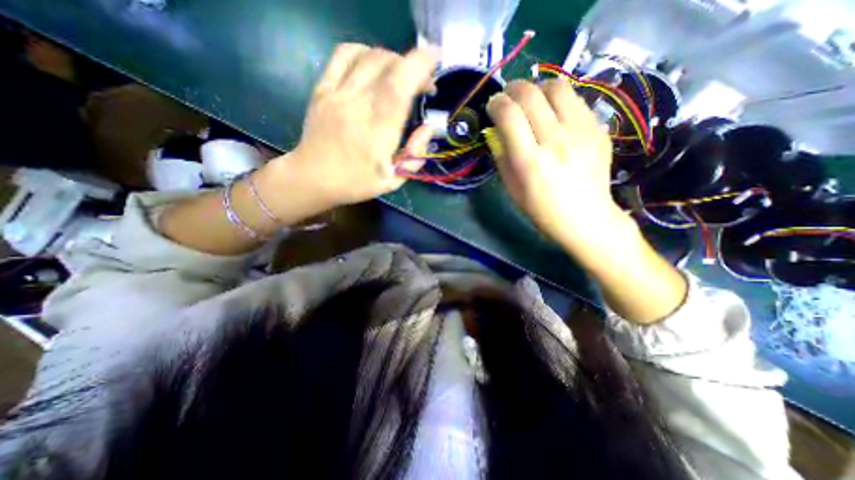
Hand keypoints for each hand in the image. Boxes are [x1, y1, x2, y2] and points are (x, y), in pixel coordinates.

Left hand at [284, 42, 437, 203]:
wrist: (312, 178)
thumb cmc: (356, 183)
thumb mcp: (393, 180)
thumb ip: (415, 155)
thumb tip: (429, 128)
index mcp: (379, 130)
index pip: (401, 84)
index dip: (421, 64)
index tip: (437, 59)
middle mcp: (359, 104)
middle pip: (388, 63)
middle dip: (413, 65)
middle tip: (422, 84)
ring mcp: (338, 93)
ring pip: (369, 55)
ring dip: (392, 59)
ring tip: (400, 76)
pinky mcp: (322, 88)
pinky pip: (343, 55)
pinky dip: (364, 52)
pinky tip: (372, 65)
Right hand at [488, 76, 625, 251]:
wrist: (586, 217)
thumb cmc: (541, 209)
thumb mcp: (511, 188)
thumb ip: (501, 155)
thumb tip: (497, 128)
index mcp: (529, 161)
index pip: (509, 114)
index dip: (496, 103)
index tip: (493, 106)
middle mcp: (555, 140)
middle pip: (530, 94)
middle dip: (512, 89)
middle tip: (508, 97)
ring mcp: (581, 131)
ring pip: (556, 87)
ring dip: (537, 88)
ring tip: (532, 100)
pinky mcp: (598, 128)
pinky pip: (575, 99)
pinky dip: (558, 99)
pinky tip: (553, 113)